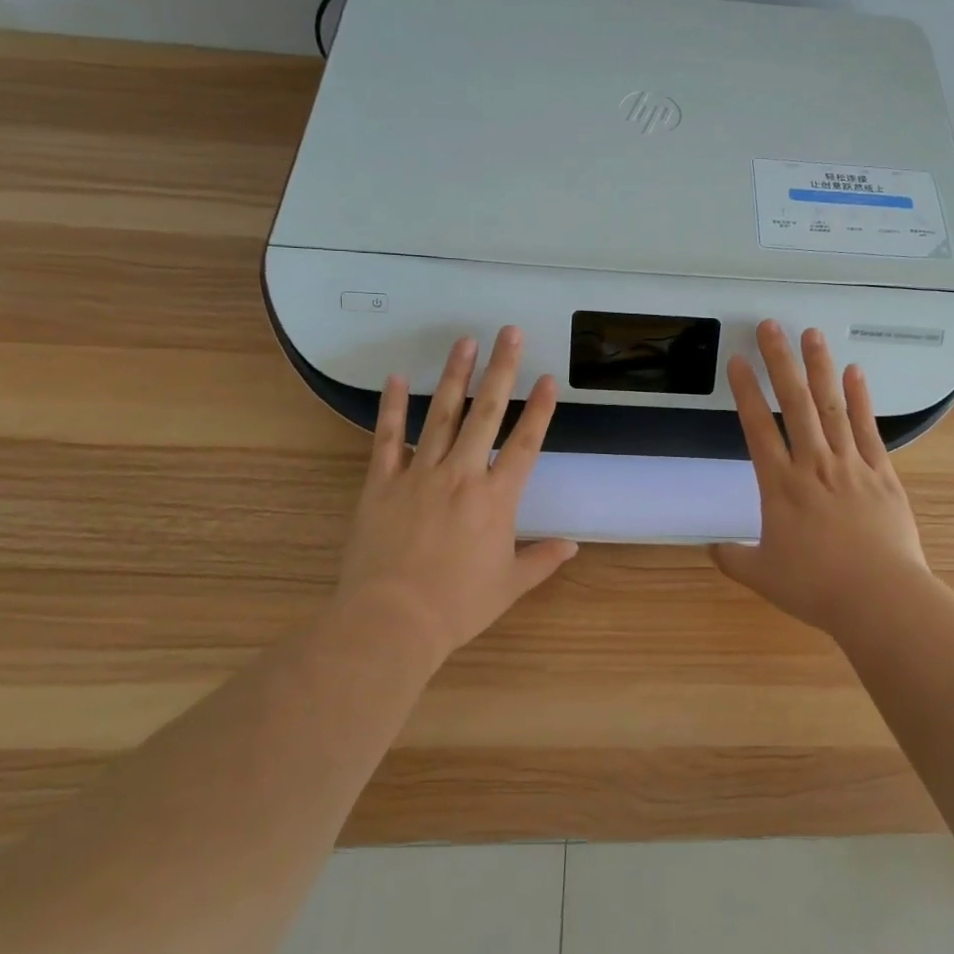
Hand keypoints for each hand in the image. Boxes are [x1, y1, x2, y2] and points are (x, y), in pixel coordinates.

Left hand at [335, 327, 576, 662]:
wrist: (392, 621)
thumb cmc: (457, 606)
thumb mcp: (509, 586)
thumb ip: (542, 560)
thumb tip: (572, 546)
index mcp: (496, 498)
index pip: (525, 443)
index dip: (540, 410)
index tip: (548, 378)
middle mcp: (462, 475)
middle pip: (486, 413)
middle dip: (501, 370)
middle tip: (509, 333)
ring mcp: (419, 474)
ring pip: (442, 415)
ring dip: (455, 376)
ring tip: (466, 342)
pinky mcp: (381, 483)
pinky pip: (387, 438)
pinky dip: (393, 407)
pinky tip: (398, 378)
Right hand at [710, 320, 933, 637]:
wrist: (879, 598)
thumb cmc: (817, 587)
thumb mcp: (764, 577)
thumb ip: (734, 558)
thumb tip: (711, 549)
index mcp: (780, 486)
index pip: (757, 428)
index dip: (745, 392)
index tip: (738, 361)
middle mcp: (813, 464)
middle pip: (794, 403)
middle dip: (780, 362)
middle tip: (771, 326)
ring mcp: (851, 465)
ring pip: (831, 407)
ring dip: (819, 368)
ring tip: (811, 334)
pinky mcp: (882, 473)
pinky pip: (868, 429)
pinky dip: (861, 399)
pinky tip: (855, 371)